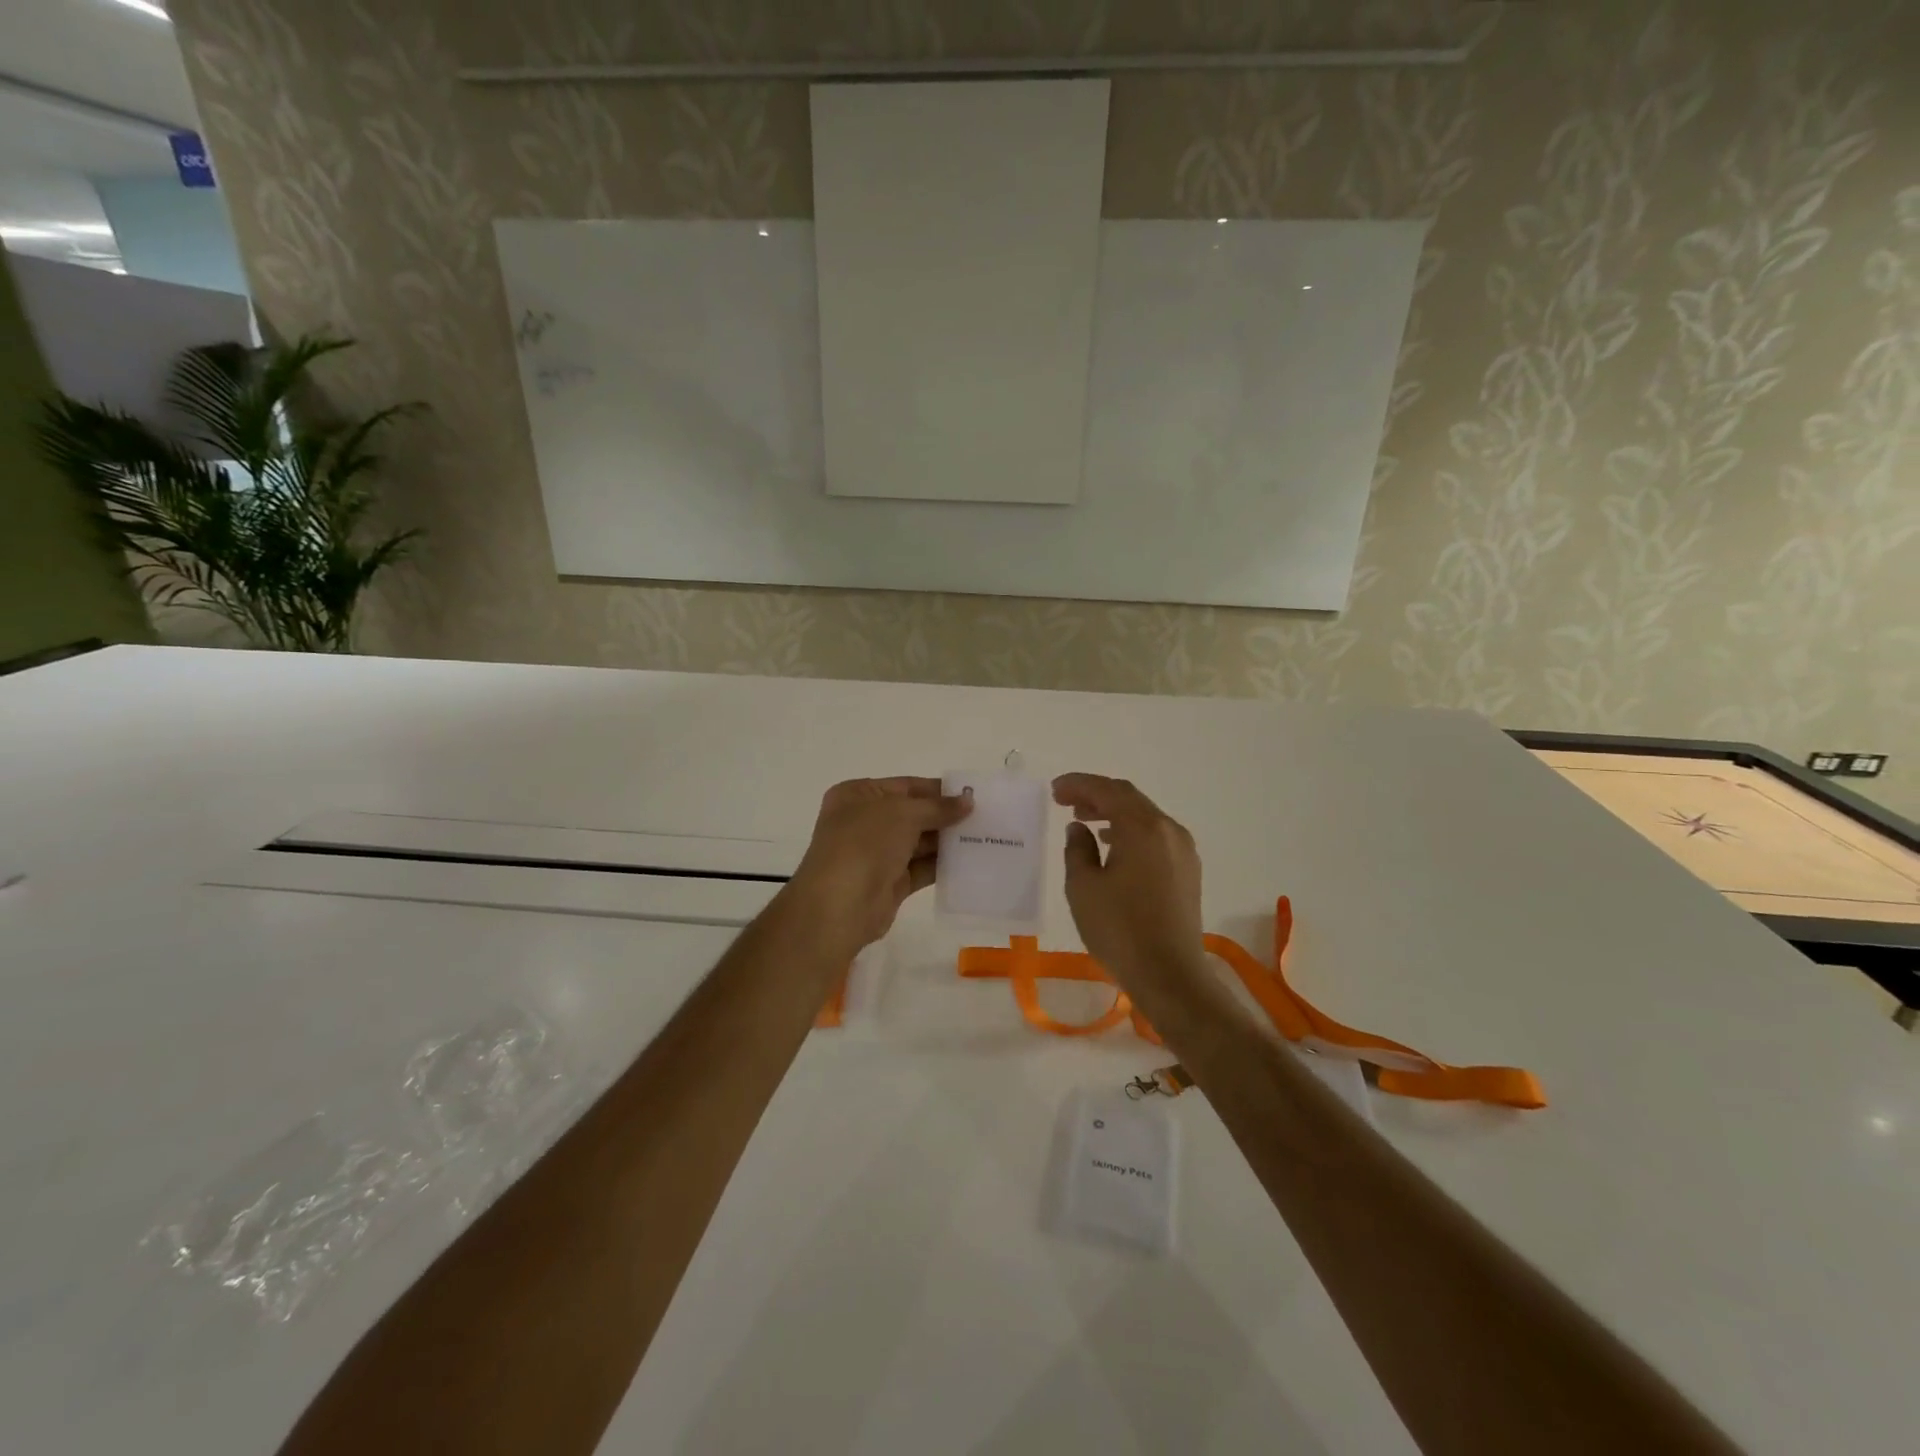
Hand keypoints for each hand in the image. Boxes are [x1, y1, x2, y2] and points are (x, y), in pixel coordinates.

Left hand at [784, 777, 971, 954]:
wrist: (839, 905)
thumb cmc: (864, 844)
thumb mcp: (902, 813)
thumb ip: (938, 807)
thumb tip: (968, 801)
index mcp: (858, 795)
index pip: (906, 786)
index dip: (938, 789)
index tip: (973, 794)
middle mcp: (865, 821)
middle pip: (914, 814)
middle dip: (946, 815)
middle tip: (987, 817)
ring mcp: (876, 854)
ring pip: (919, 842)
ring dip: (948, 840)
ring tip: (986, 837)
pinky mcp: (890, 882)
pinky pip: (921, 868)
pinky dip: (943, 864)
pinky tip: (971, 861)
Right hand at [1053, 773, 1205, 992]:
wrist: (1170, 975)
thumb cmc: (1120, 929)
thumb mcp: (1083, 887)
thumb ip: (1077, 849)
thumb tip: (1080, 829)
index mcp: (1143, 827)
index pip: (1108, 791)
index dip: (1079, 785)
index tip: (1055, 790)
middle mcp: (1169, 830)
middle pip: (1130, 799)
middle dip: (1096, 795)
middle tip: (1065, 801)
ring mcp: (1183, 851)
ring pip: (1145, 818)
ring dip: (1114, 814)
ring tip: (1085, 821)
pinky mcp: (1188, 871)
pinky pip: (1156, 837)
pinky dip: (1131, 832)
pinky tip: (1114, 847)